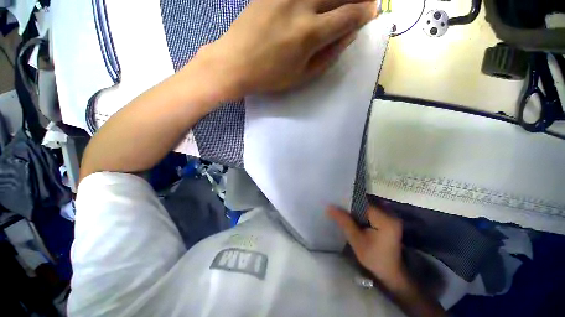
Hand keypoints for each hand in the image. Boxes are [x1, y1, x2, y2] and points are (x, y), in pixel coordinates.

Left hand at [197, 0, 377, 98]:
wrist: (235, 63)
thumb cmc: (270, 76)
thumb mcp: (302, 76)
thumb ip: (328, 56)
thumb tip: (348, 36)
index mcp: (310, 34)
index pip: (348, 16)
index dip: (364, 12)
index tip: (372, 11)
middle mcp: (301, 6)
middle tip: (365, 0)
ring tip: (341, 2)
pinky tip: (316, 3)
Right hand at [327, 205, 405, 288]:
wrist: (390, 273)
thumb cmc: (374, 259)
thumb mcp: (356, 240)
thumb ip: (344, 221)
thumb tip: (329, 207)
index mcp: (385, 220)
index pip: (363, 204)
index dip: (349, 203)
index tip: (337, 205)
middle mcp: (391, 215)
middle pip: (366, 204)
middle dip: (352, 206)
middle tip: (339, 208)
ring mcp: (391, 217)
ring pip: (368, 206)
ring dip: (357, 209)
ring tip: (345, 213)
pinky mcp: (389, 220)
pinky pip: (372, 211)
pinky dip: (362, 213)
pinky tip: (355, 218)